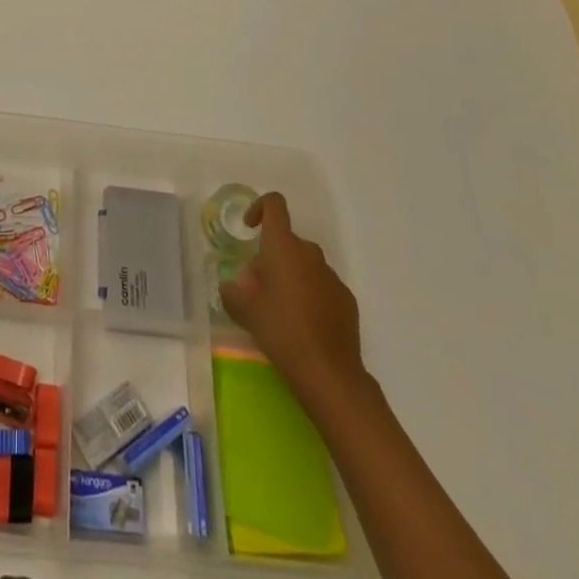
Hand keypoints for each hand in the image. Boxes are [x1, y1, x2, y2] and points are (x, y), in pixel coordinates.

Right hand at [219, 192, 364, 394]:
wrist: (329, 373)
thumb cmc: (281, 331)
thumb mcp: (245, 311)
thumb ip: (232, 292)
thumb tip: (231, 287)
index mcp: (283, 246)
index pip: (274, 204)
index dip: (259, 208)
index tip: (249, 229)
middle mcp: (309, 253)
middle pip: (286, 242)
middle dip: (270, 259)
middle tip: (257, 290)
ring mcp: (331, 276)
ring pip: (304, 265)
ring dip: (290, 277)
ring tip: (279, 311)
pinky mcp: (346, 300)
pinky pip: (321, 286)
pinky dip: (310, 295)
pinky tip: (303, 326)